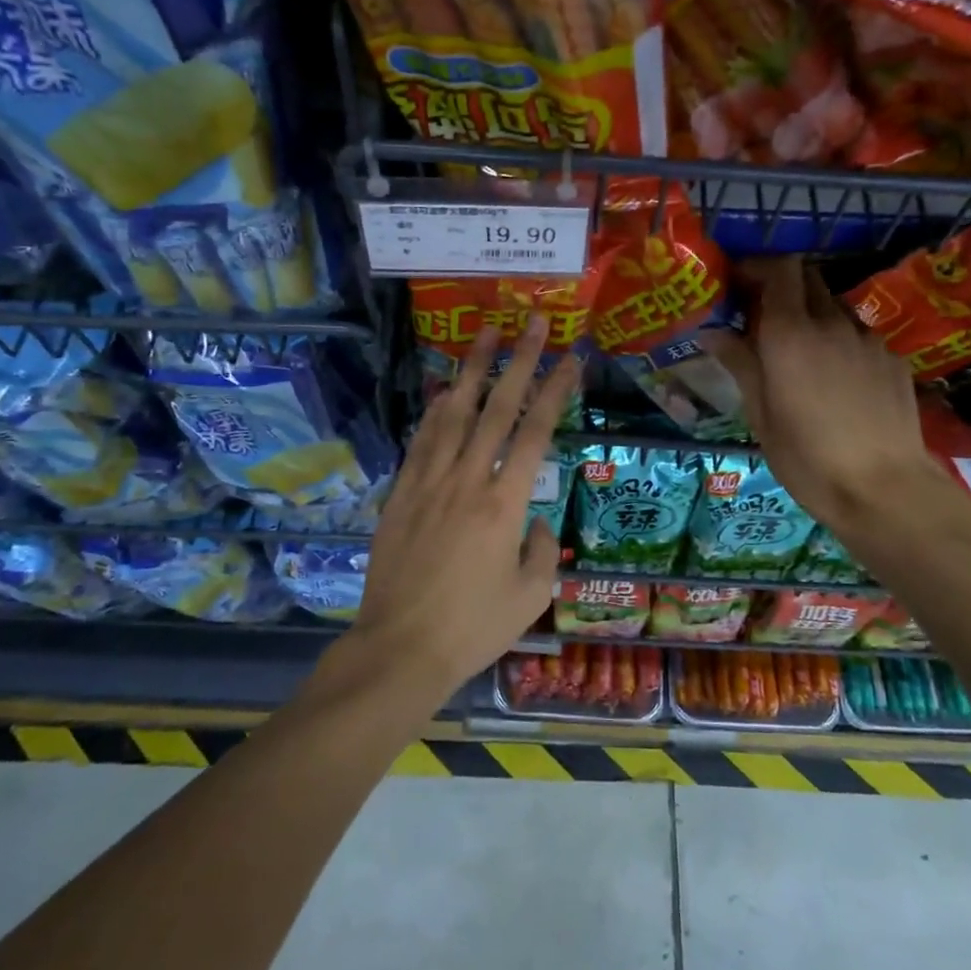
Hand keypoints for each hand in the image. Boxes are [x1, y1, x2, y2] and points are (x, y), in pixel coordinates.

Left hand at [352, 316, 578, 699]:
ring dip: (472, 371)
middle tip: (530, 322)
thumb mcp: (529, 596)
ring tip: (485, 335)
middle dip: (517, 360)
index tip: (569, 357)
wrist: (401, 648)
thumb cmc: (473, 627)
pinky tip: (444, 391)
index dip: (555, 390)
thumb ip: (542, 550)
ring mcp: (429, 483)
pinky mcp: (401, 494)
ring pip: (455, 414)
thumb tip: (537, 522)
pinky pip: (421, 441)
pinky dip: (435, 411)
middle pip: (497, 408)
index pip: (536, 432)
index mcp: (506, 503)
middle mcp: (468, 480)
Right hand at [704, 259, 937, 532]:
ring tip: (800, 357)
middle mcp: (832, 323)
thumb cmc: (807, 457)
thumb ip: (740, 363)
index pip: (780, 269)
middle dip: (783, 288)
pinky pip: (859, 336)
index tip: (739, 286)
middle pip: (808, 279)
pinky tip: (836, 382)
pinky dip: (840, 343)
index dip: (758, 268)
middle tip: (763, 320)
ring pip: (834, 308)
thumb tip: (712, 332)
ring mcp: (868, 339)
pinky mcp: (893, 359)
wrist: (883, 489)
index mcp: (791, 333)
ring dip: (812, 317)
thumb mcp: (760, 414)